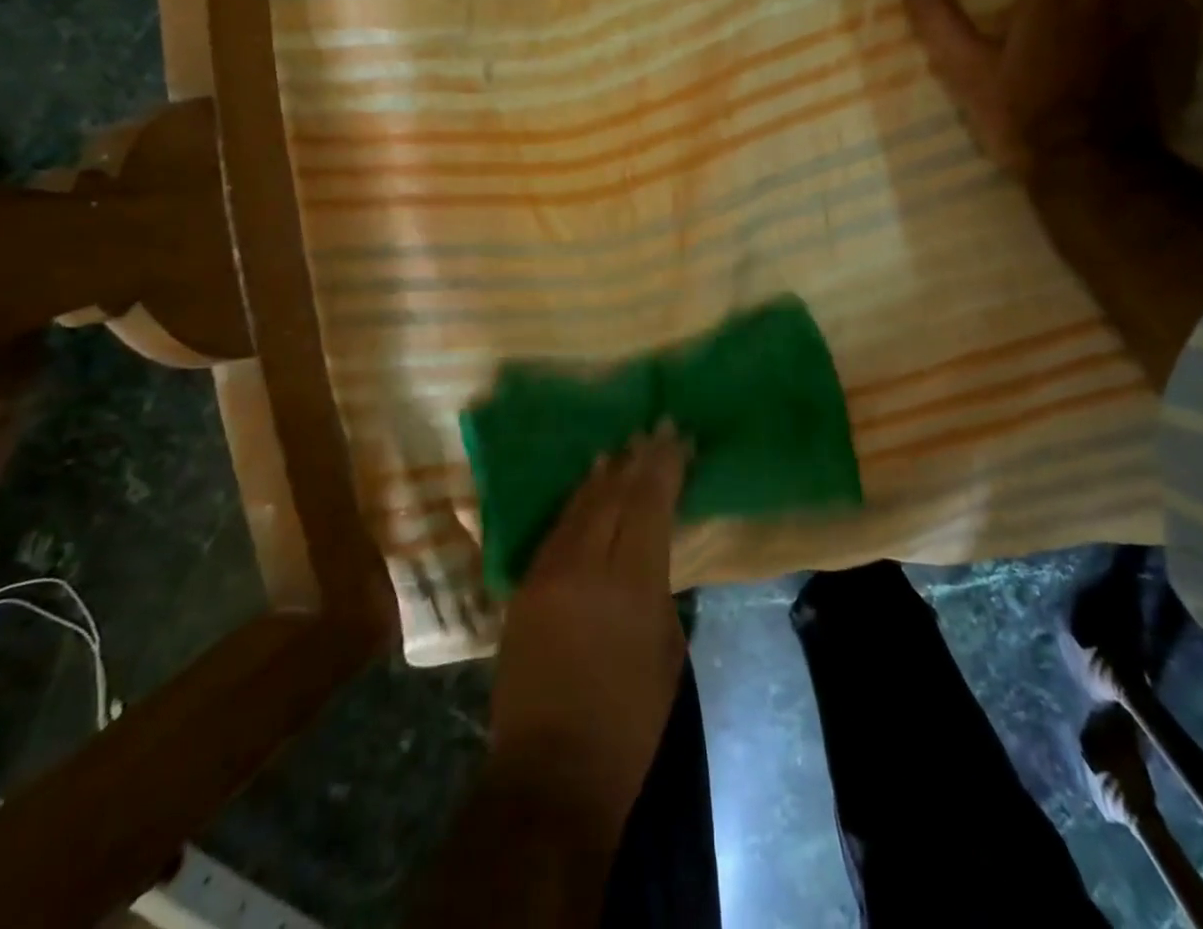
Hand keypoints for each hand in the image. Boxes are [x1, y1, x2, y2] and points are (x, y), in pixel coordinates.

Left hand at [487, 425, 689, 852]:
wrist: (551, 773)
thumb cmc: (628, 724)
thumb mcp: (667, 651)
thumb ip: (660, 589)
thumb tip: (653, 551)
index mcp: (631, 585)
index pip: (649, 504)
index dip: (664, 467)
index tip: (678, 437)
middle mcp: (585, 566)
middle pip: (613, 495)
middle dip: (637, 459)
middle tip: (656, 430)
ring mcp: (547, 573)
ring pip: (580, 506)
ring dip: (603, 475)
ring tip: (622, 448)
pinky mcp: (523, 587)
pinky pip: (555, 530)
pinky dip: (576, 503)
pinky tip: (586, 489)